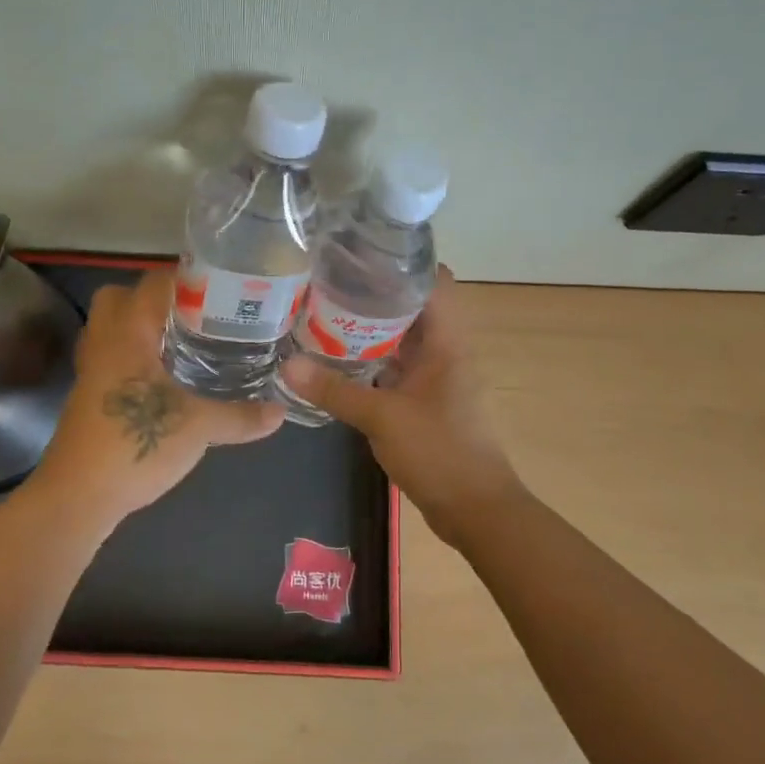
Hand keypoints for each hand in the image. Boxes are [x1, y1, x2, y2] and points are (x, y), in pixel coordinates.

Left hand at [34, 268, 284, 521]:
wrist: (77, 495)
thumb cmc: (135, 443)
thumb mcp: (199, 428)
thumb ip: (240, 416)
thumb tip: (280, 412)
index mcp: (127, 334)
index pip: (152, 283)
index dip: (185, 278)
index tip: (220, 287)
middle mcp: (104, 343)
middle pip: (118, 298)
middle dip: (152, 299)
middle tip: (193, 315)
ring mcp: (90, 371)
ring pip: (110, 330)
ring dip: (140, 329)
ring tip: (181, 343)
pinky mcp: (87, 397)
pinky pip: (109, 359)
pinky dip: (132, 358)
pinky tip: (161, 380)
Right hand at [279, 268, 522, 546]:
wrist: (476, 510)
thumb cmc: (440, 452)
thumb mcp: (383, 418)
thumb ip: (335, 390)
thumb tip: (288, 364)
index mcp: (447, 342)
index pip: (433, 281)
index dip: (402, 262)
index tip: (359, 254)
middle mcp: (445, 351)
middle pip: (412, 307)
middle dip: (373, 294)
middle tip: (326, 284)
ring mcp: (436, 378)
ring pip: (402, 340)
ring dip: (369, 330)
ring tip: (322, 314)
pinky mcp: (426, 401)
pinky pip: (396, 368)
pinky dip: (371, 361)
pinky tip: (337, 362)